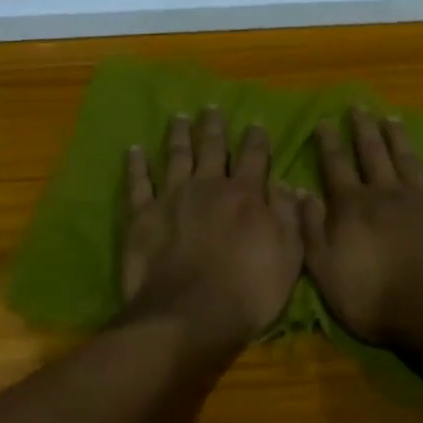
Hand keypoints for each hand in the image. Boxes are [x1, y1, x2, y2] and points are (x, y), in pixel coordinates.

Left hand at [121, 108, 306, 342]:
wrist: (190, 314)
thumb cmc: (247, 290)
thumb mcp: (288, 256)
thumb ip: (288, 216)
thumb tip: (286, 183)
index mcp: (244, 194)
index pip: (254, 157)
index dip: (256, 138)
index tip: (255, 122)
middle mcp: (207, 185)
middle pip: (212, 147)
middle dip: (214, 126)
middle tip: (211, 108)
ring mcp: (172, 196)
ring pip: (176, 155)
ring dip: (179, 134)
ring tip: (179, 118)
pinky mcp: (142, 214)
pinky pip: (138, 182)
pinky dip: (136, 164)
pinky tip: (134, 150)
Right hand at [304, 108, 422, 344]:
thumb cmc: (371, 296)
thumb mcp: (323, 267)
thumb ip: (310, 227)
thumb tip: (300, 190)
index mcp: (353, 206)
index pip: (336, 165)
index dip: (329, 142)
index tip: (325, 120)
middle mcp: (387, 193)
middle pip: (373, 154)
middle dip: (363, 129)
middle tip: (359, 106)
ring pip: (408, 161)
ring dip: (399, 139)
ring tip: (392, 119)